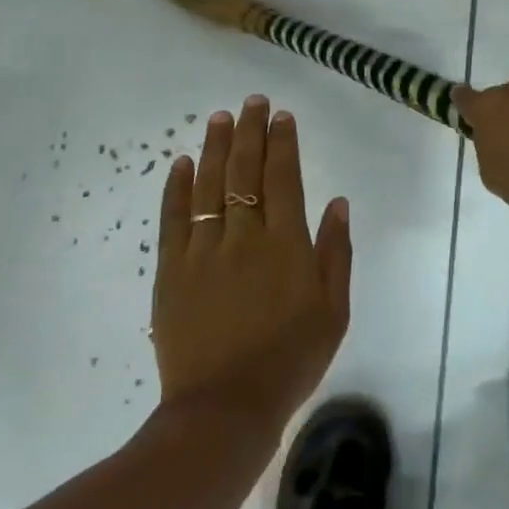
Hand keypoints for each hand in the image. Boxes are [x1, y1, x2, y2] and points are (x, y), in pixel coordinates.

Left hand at [150, 96, 352, 429]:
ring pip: (209, 185)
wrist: (227, 406)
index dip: (282, 143)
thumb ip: (336, 253)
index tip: (281, 116)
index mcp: (286, 245)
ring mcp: (203, 250)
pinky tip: (182, 162)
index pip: (283, 178)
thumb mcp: (334, 312)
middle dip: (250, 132)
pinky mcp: (171, 269)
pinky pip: (173, 217)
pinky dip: (178, 187)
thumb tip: (337, 201)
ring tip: (219, 118)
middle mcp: (244, 236)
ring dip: (215, 147)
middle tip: (251, 102)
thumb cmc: (291, 360)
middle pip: (245, 171)